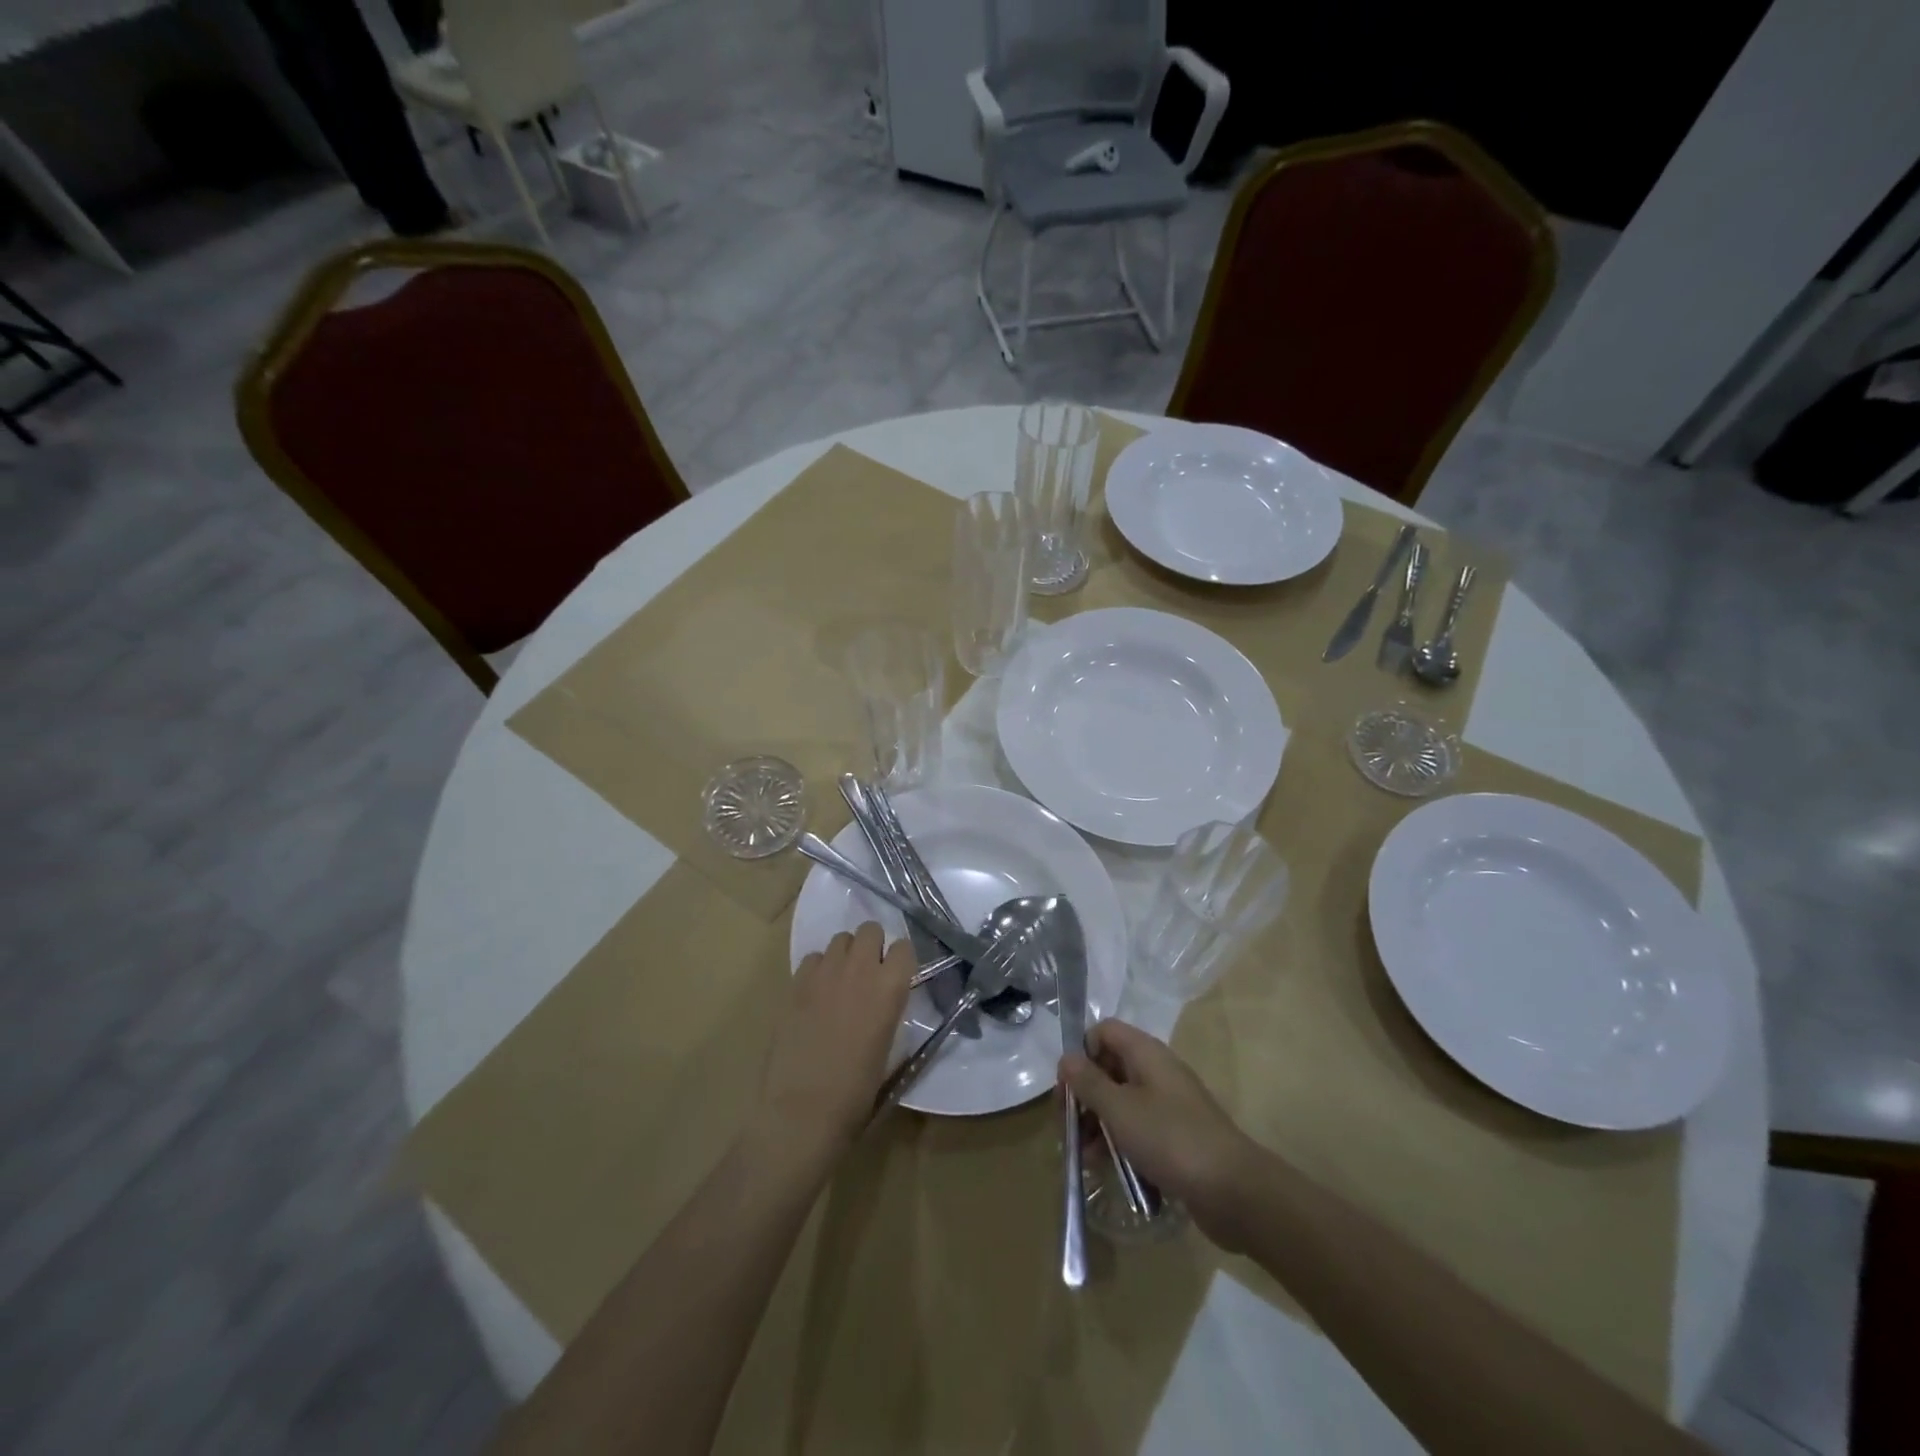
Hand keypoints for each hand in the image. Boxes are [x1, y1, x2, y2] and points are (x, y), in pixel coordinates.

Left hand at [754, 922, 911, 1167]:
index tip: (897, 977)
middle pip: (870, 930)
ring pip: (841, 939)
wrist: (803, 1111)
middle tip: (869, 975)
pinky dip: (818, 969)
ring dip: (846, 954)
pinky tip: (816, 994)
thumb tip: (885, 1004)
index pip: (904, 947)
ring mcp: (825, 972)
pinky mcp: (796, 983)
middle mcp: (860, 969)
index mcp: (890, 988)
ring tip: (841, 982)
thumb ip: (888, 1013)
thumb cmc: (856, 1093)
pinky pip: (813, 958)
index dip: (901, 960)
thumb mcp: (889, 1051)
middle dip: (873, 946)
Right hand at [1061, 1019, 1265, 1252]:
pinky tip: (1103, 1168)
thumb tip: (1066, 1057)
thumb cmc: (1170, 1138)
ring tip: (1082, 1156)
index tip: (1067, 1087)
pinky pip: (1137, 1129)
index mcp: (1145, 1053)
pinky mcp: (1174, 1136)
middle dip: (1084, 1096)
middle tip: (1067, 1128)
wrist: (1233, 1190)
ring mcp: (1167, 1104)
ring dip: (1097, 1124)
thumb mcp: (1119, 1109)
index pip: (1103, 1032)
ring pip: (1120, 1102)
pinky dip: (1117, 1142)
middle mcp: (1156, 1071)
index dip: (1081, 1053)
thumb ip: (1088, 1082)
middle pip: (1109, 1068)